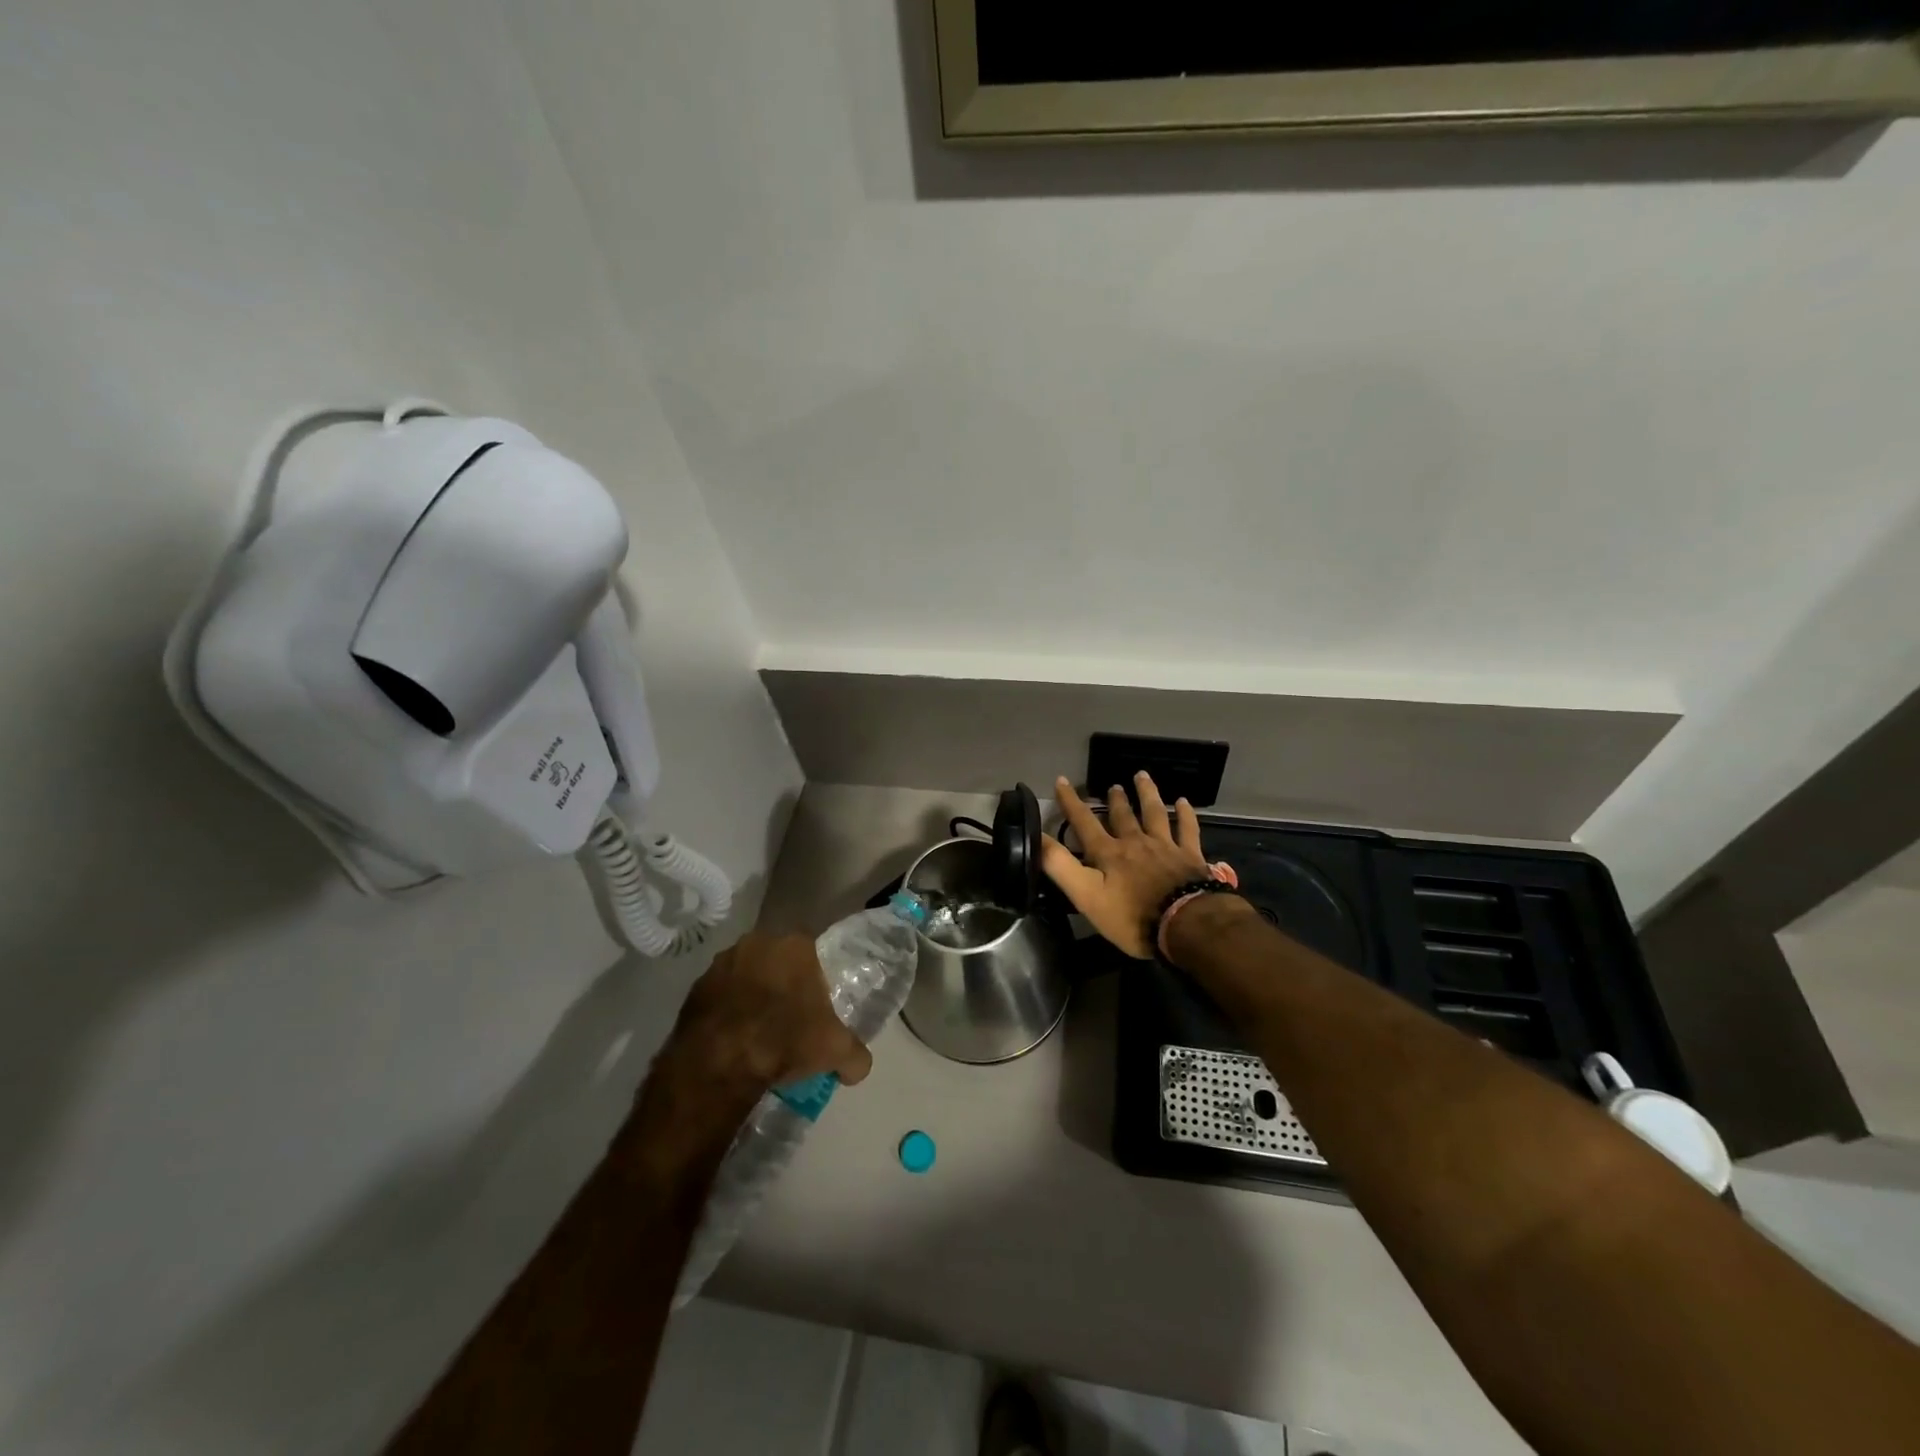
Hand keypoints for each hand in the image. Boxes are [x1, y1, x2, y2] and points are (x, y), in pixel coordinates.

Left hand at [664, 933, 873, 1092]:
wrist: (719, 1063)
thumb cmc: (785, 1041)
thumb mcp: (836, 1051)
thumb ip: (856, 1055)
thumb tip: (858, 1066)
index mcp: (795, 945)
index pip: (812, 955)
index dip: (814, 981)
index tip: (813, 1009)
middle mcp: (758, 942)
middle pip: (777, 961)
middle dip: (781, 984)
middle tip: (786, 1019)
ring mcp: (722, 962)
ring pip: (745, 975)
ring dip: (750, 995)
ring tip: (756, 1032)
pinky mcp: (694, 987)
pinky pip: (718, 996)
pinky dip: (725, 1011)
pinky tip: (731, 1038)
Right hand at [1042, 772, 1209, 958]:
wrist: (1185, 924)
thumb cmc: (1132, 916)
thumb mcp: (1086, 896)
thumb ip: (1061, 866)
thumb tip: (1038, 837)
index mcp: (1109, 853)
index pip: (1084, 822)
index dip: (1071, 802)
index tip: (1061, 781)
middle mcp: (1136, 842)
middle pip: (1123, 816)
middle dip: (1115, 799)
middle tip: (1113, 785)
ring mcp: (1165, 847)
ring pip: (1154, 813)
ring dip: (1147, 794)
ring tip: (1142, 776)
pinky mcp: (1190, 856)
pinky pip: (1188, 829)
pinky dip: (1186, 814)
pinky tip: (1183, 802)